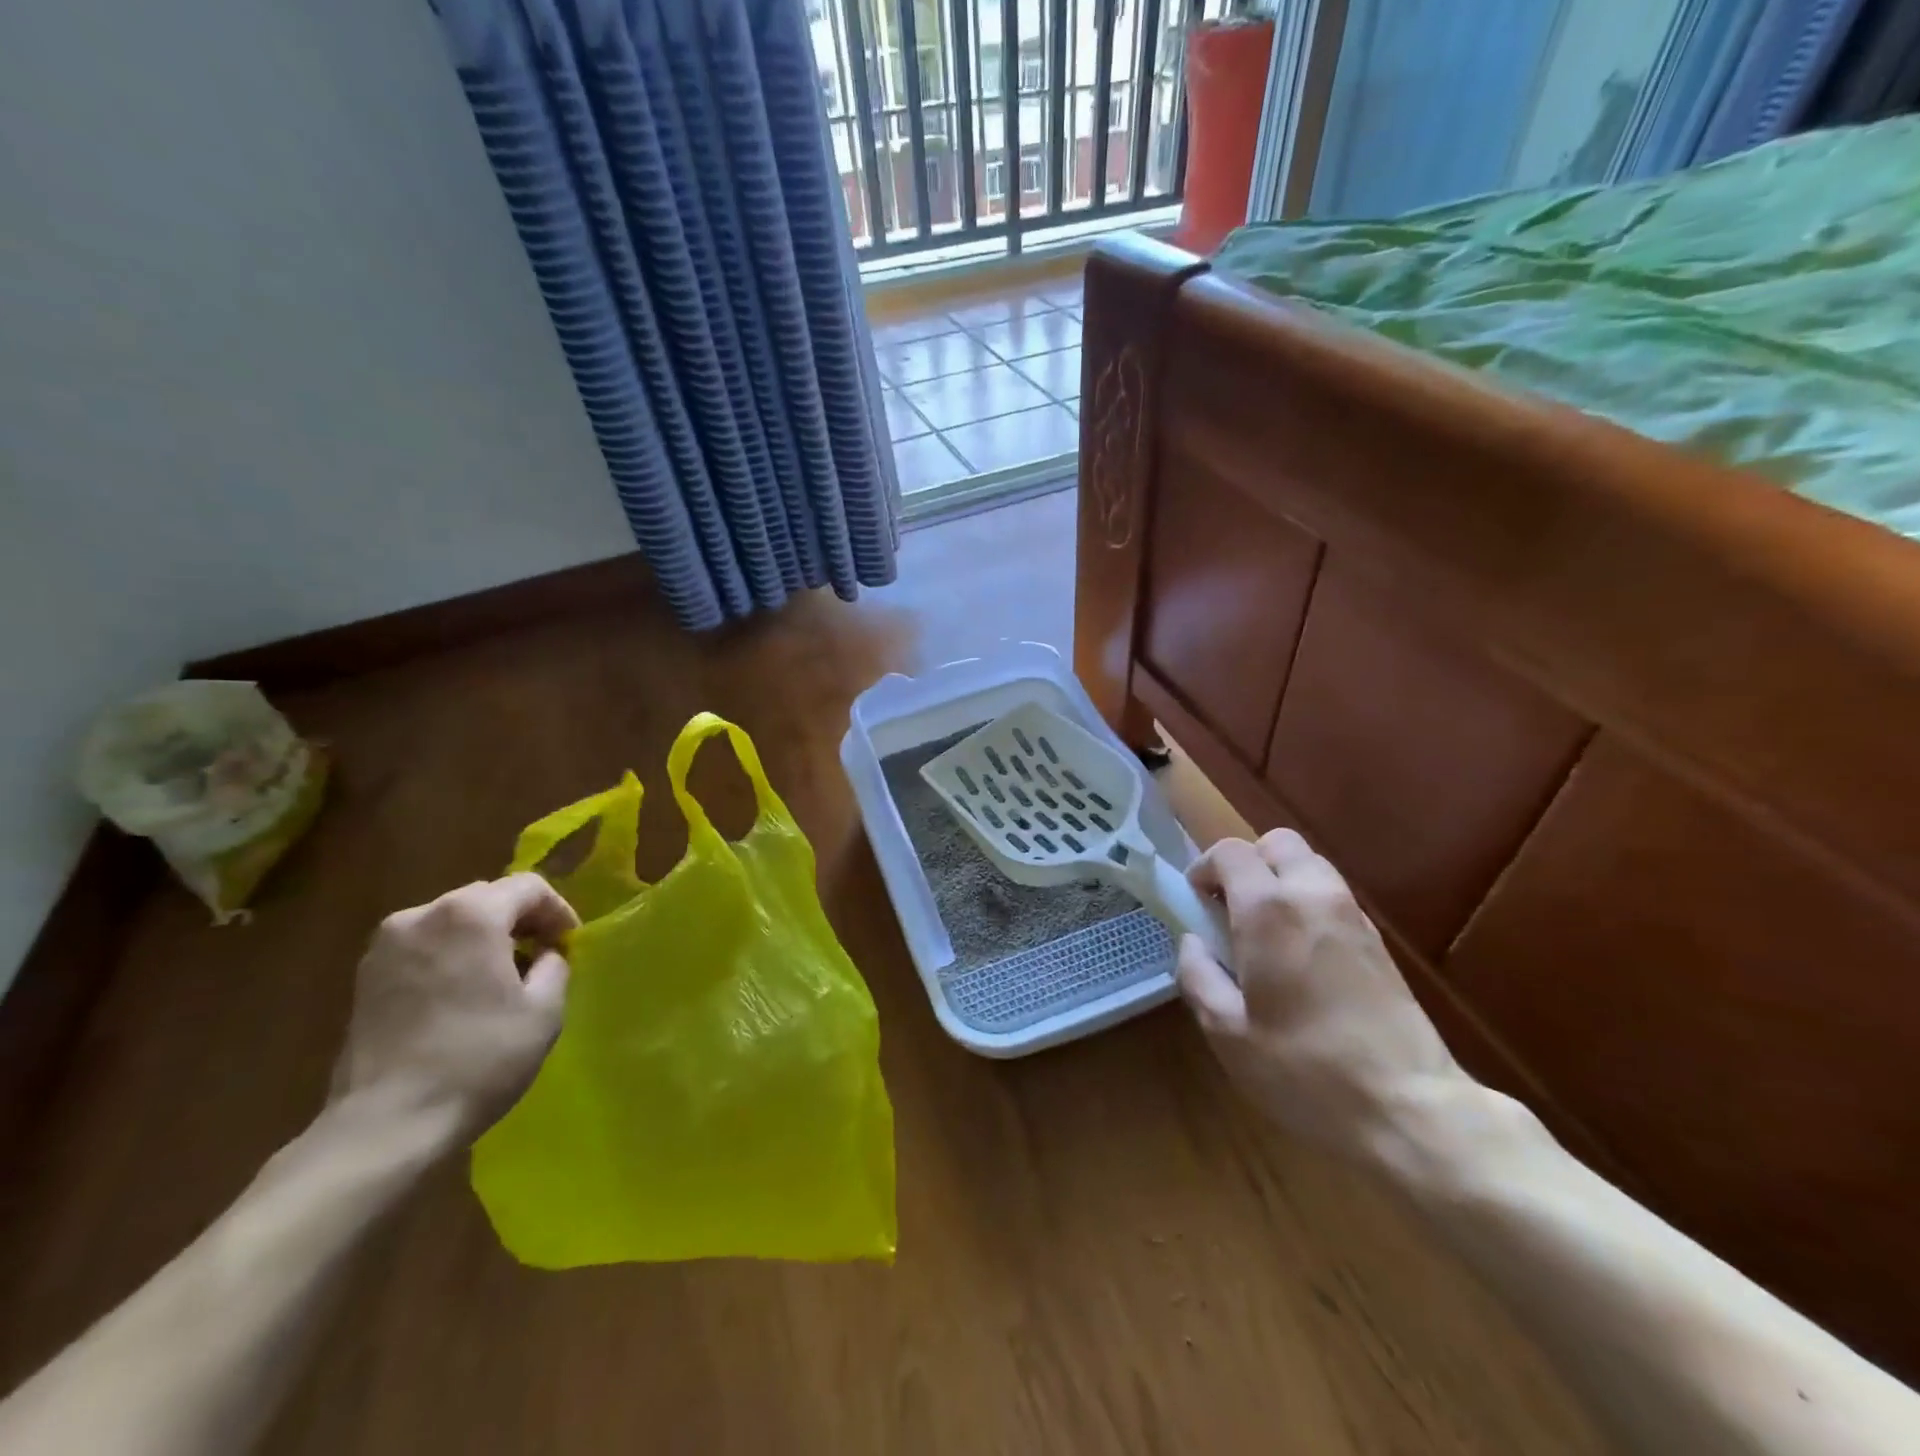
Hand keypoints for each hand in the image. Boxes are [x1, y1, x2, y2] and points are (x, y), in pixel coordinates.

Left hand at [331, 874, 577, 1138]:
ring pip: (452, 921)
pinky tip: (462, 994)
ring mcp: (386, 946)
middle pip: (486, 898)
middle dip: (519, 920)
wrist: (387, 1124)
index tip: (570, 944)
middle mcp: (423, 915)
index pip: (529, 887)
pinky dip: (450, 956)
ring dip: (483, 938)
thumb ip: (555, 964)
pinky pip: (423, 947)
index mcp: (471, 915)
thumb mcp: (544, 1010)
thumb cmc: (479, 1059)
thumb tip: (545, 953)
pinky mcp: (363, 978)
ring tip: (501, 977)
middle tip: (541, 956)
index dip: (557, 910)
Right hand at [1176, 830, 1470, 1161]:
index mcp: (1269, 910)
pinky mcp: (1379, 941)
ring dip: (1280, 882)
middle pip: (1277, 843)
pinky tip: (1301, 957)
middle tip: (1231, 909)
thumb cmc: (1304, 1069)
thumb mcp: (1226, 1031)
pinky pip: (1333, 897)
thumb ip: (1197, 975)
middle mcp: (1313, 896)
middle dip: (1248, 864)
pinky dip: (1308, 905)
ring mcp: (1353, 915)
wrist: (1409, 1108)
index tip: (1195, 902)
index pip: (1230, 852)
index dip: (1204, 868)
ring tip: (1265, 934)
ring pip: (1310, 865)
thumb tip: (1194, 943)